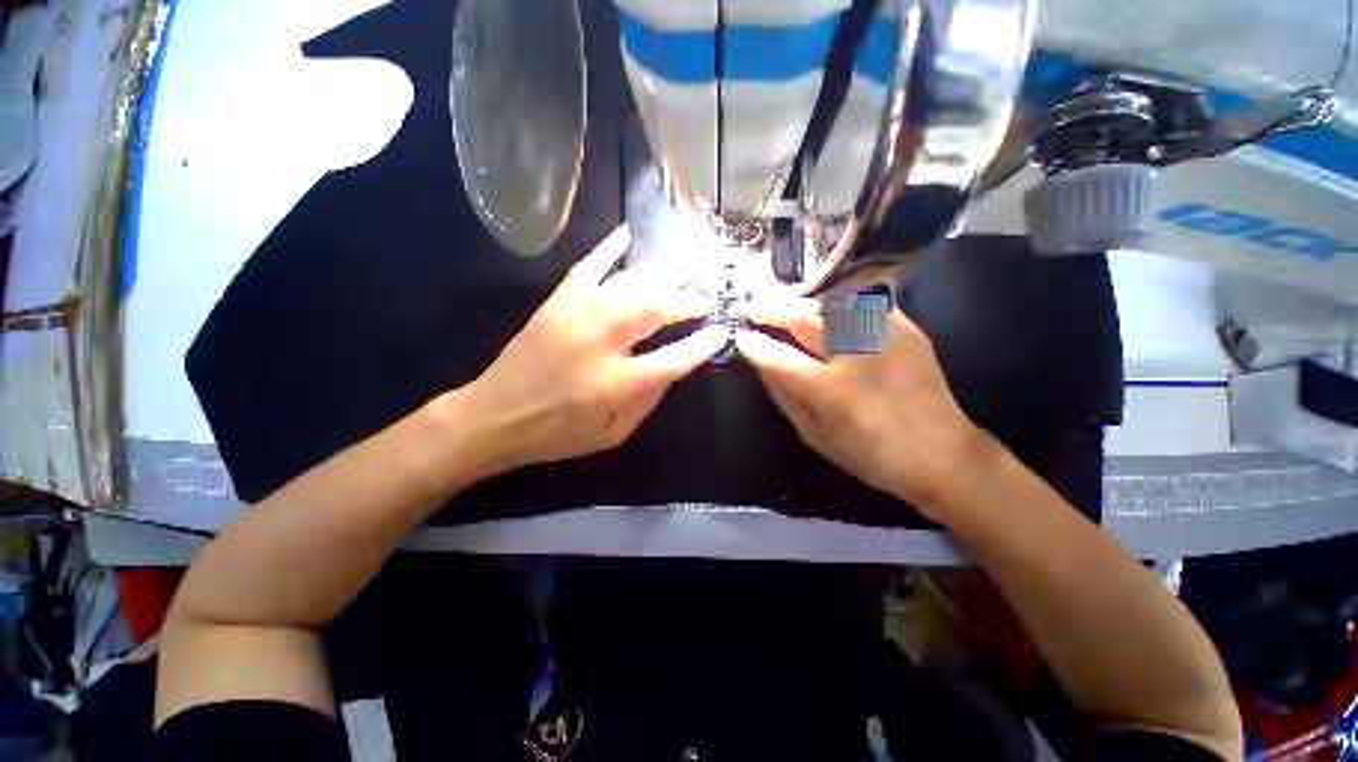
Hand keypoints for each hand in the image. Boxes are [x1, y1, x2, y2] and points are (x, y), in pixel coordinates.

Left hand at [456, 226, 727, 475]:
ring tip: (684, 274)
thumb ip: (646, 402)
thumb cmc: (557, 434)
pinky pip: (587, 267)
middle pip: (654, 310)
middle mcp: (600, 343)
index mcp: (615, 384)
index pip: (672, 359)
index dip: (700, 345)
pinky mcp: (556, 303)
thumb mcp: (611, 435)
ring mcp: (576, 316)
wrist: (493, 416)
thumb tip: (673, 369)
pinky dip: (608, 248)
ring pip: (628, 285)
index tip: (720, 332)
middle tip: (705, 300)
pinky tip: (627, 233)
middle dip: (687, 302)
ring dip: (662, 278)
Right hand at [735, 298, 988, 517]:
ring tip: (783, 307)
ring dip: (799, 303)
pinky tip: (826, 310)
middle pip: (802, 318)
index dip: (753, 345)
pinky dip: (837, 303)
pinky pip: (863, 304)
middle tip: (753, 309)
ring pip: (829, 303)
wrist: (942, 453)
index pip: (777, 357)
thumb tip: (762, 364)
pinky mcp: (906, 328)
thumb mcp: (815, 436)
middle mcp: (855, 354)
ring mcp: (884, 336)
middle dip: (770, 310)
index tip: (740, 337)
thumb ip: (784, 397)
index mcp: (830, 390)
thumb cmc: (870, 455)